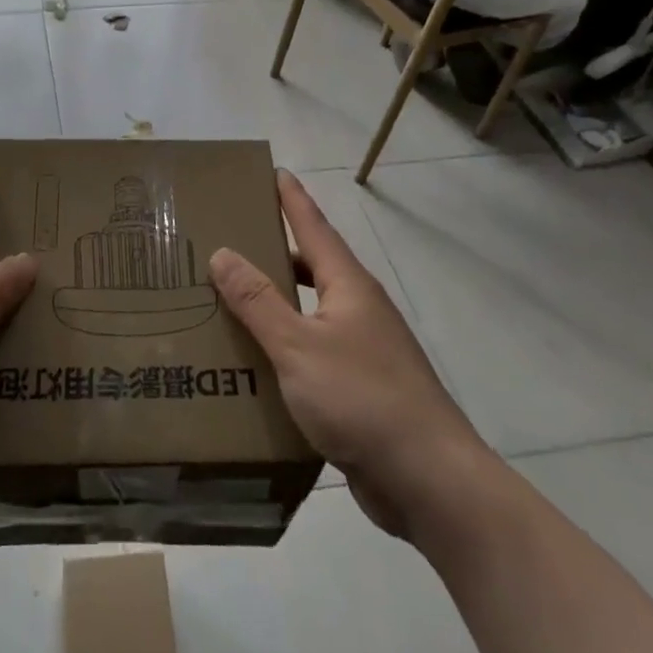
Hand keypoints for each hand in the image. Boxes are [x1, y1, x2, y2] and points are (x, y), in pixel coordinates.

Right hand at [209, 171, 486, 539]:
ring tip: (234, 299)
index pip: (314, 227)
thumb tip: (222, 252)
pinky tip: (260, 362)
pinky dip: (287, 345)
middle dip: (277, 250)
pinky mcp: (363, 389)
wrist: (430, 481)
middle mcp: (359, 309)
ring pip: (313, 312)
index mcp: (348, 286)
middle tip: (234, 239)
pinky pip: (315, 351)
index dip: (292, 199)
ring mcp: (365, 350)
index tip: (274, 172)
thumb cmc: (362, 398)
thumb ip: (258, 301)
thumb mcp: (298, 346)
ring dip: (279, 302)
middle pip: (313, 267)